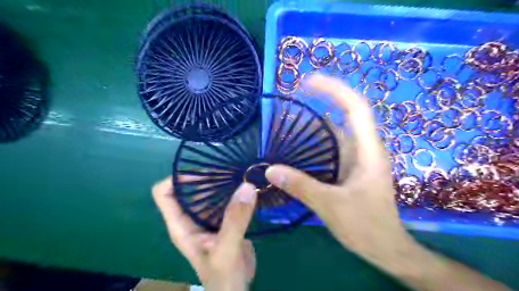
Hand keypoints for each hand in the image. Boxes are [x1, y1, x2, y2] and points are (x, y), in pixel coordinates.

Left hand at [153, 177, 258, 289]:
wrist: (236, 290)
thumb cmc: (223, 277)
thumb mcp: (226, 250)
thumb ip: (234, 220)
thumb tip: (246, 187)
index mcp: (181, 225)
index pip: (164, 194)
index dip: (177, 179)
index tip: (203, 174)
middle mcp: (192, 218)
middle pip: (190, 189)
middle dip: (207, 177)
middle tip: (229, 169)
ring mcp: (209, 219)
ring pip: (210, 193)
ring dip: (223, 183)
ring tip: (240, 174)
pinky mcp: (224, 221)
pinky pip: (226, 200)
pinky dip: (234, 191)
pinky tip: (248, 187)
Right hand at [268, 75, 415, 269]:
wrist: (385, 247)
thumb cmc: (365, 226)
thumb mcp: (330, 206)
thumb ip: (301, 186)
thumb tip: (270, 170)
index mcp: (368, 151)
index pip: (355, 107)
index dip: (334, 90)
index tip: (308, 82)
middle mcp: (365, 148)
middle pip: (349, 111)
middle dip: (325, 97)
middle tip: (297, 92)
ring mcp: (359, 157)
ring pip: (340, 128)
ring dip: (321, 116)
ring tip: (297, 110)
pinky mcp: (351, 167)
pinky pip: (334, 144)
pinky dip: (319, 137)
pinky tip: (303, 140)